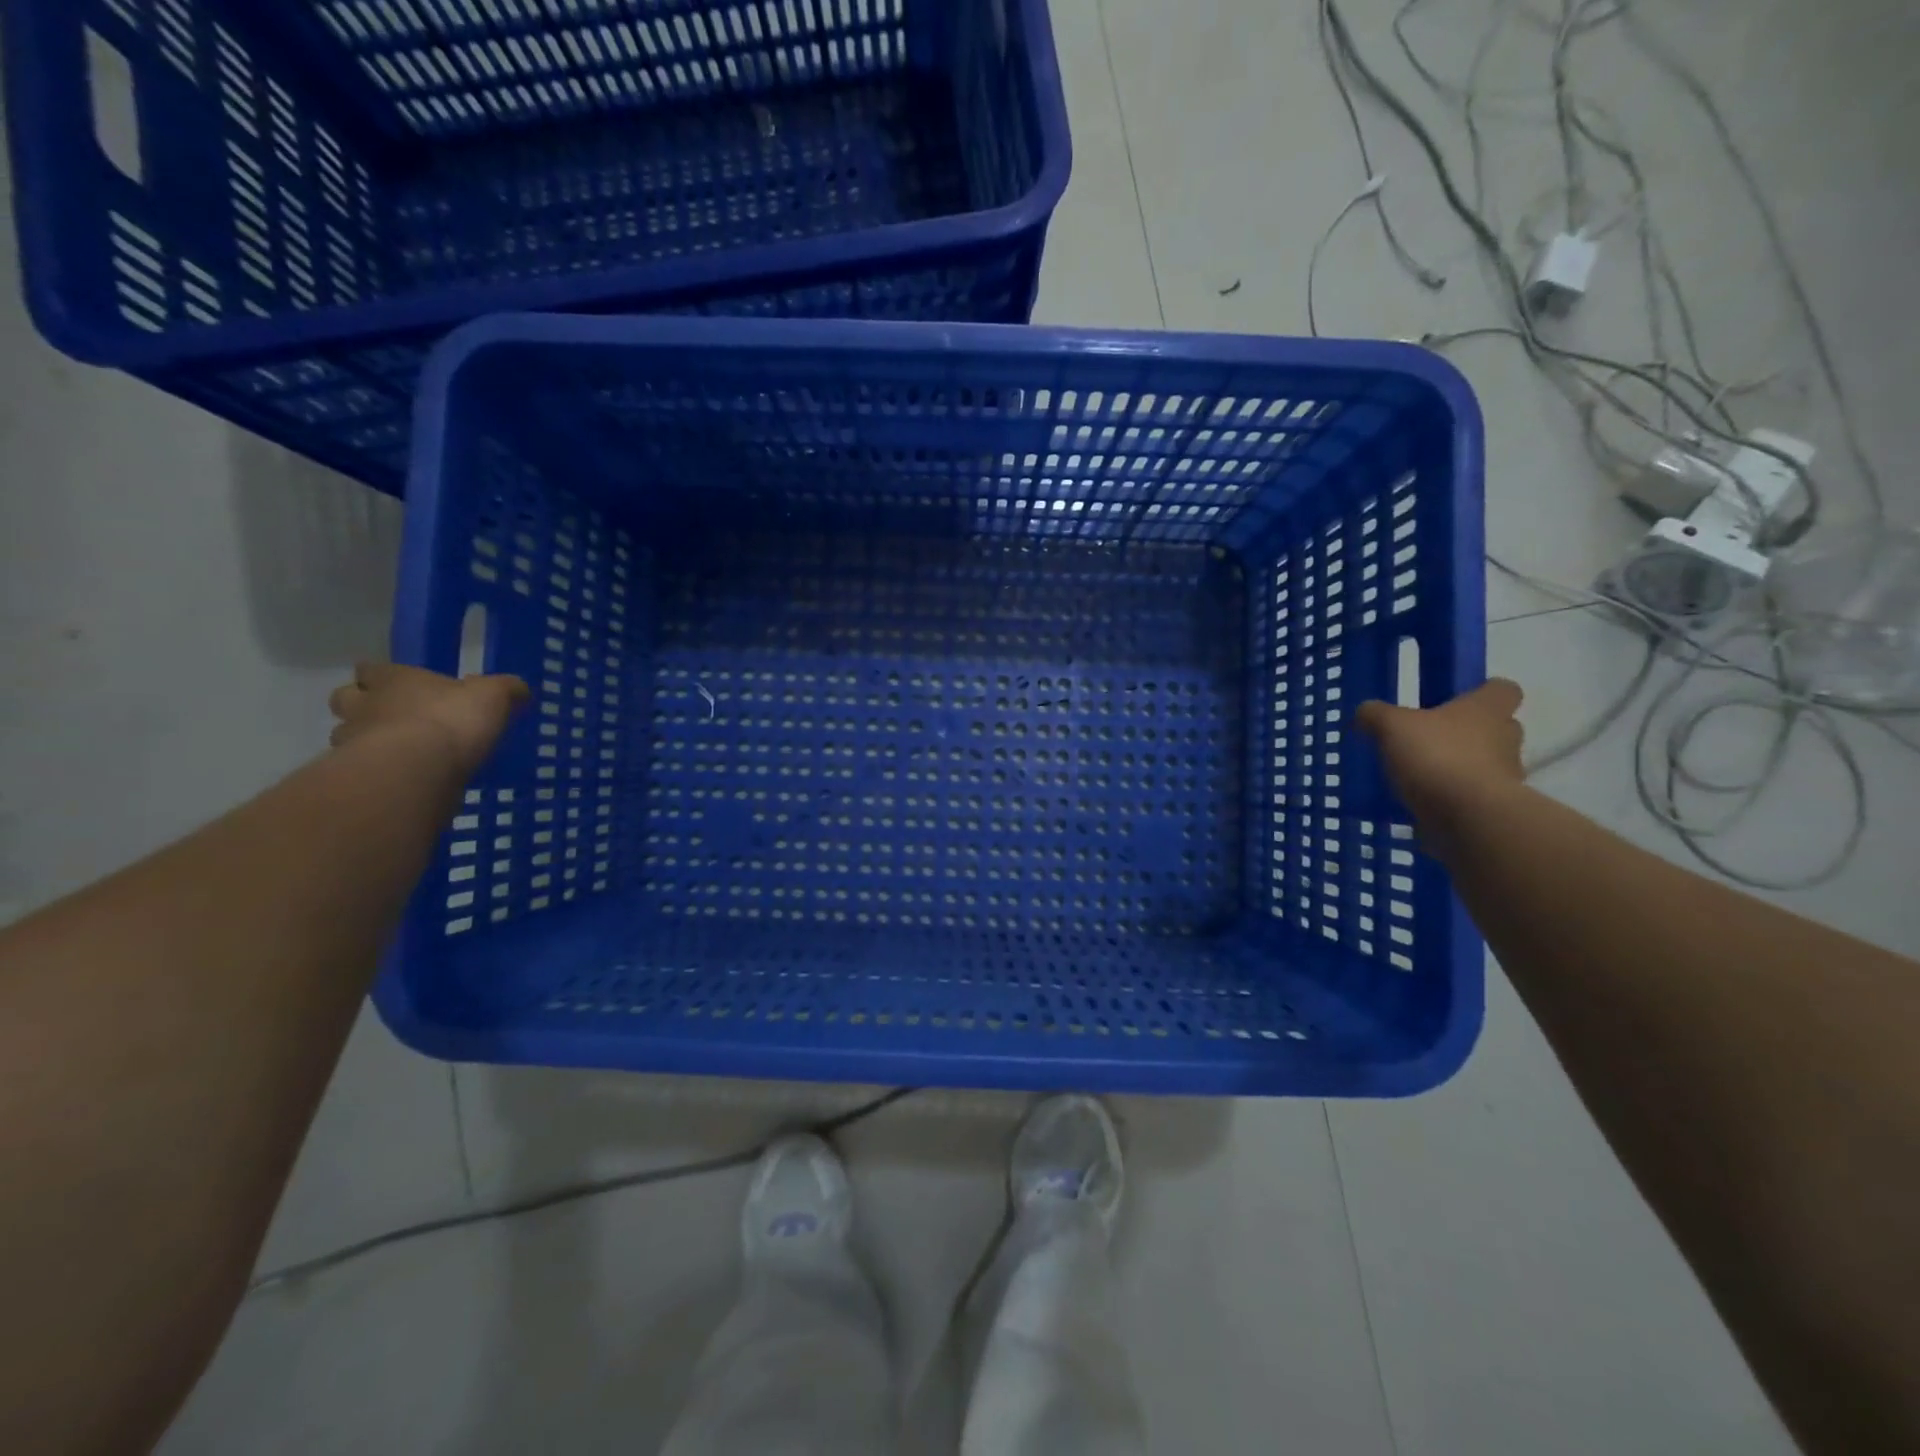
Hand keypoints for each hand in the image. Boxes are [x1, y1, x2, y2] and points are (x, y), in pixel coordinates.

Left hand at [328, 663, 529, 777]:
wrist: (418, 770)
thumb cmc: (452, 719)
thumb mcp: (493, 697)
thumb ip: (505, 690)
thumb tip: (520, 689)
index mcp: (395, 680)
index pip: (372, 669)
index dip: (382, 675)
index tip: (398, 683)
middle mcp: (366, 705)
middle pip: (346, 698)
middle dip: (362, 705)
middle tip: (390, 716)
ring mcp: (355, 741)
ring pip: (346, 734)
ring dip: (364, 740)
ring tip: (397, 752)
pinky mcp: (359, 775)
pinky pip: (361, 769)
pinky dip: (376, 771)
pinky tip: (402, 778)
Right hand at [1354, 679, 1526, 834]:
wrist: (1470, 817)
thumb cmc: (1438, 756)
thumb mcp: (1392, 726)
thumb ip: (1376, 715)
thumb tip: (1365, 711)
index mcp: (1487, 709)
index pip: (1502, 689)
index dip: (1482, 692)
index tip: (1457, 700)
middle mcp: (1505, 738)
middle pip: (1495, 728)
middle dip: (1466, 732)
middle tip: (1430, 738)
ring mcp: (1505, 775)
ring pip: (1484, 763)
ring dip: (1458, 766)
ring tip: (1418, 775)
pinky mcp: (1494, 808)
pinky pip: (1471, 796)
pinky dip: (1451, 798)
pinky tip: (1420, 802)